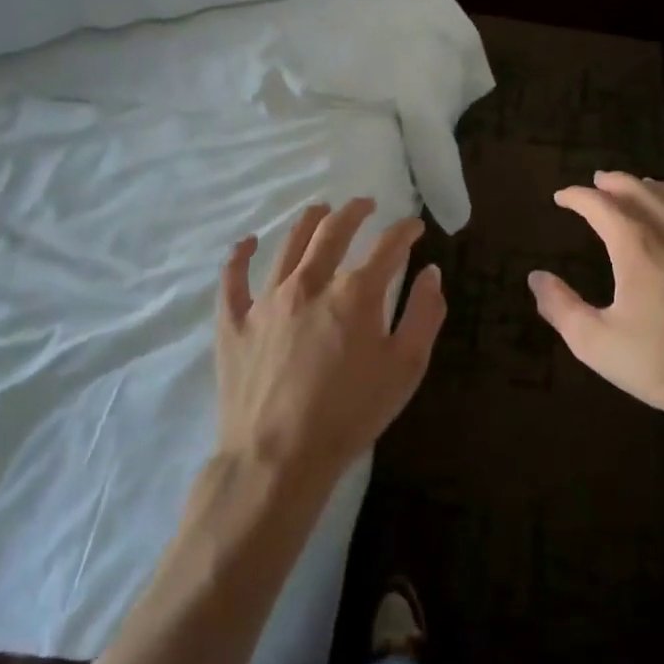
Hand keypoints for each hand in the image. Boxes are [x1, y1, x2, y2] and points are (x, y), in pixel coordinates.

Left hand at [215, 198, 444, 483]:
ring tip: (320, 210)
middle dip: (355, 211)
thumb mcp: (406, 367)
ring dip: (308, 221)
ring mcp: (267, 299)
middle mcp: (310, 283)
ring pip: (288, 244)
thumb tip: (430, 272)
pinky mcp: (235, 322)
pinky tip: (248, 242)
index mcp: (355, 293)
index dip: (404, 230)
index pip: (387, 246)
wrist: (278, 459)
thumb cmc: (351, 414)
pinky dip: (240, 255)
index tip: (413, 226)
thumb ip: (424, 314)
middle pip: (333, 231)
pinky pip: (233, 278)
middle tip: (366, 204)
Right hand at [528, 172, 663, 441]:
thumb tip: (536, 277)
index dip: (578, 197)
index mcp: (638, 248)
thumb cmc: (662, 365)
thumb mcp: (595, 343)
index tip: (561, 196)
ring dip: (663, 191)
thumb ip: (561, 307)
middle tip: (601, 180)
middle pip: (644, 194)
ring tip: (649, 187)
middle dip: (618, 183)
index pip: (601, 206)